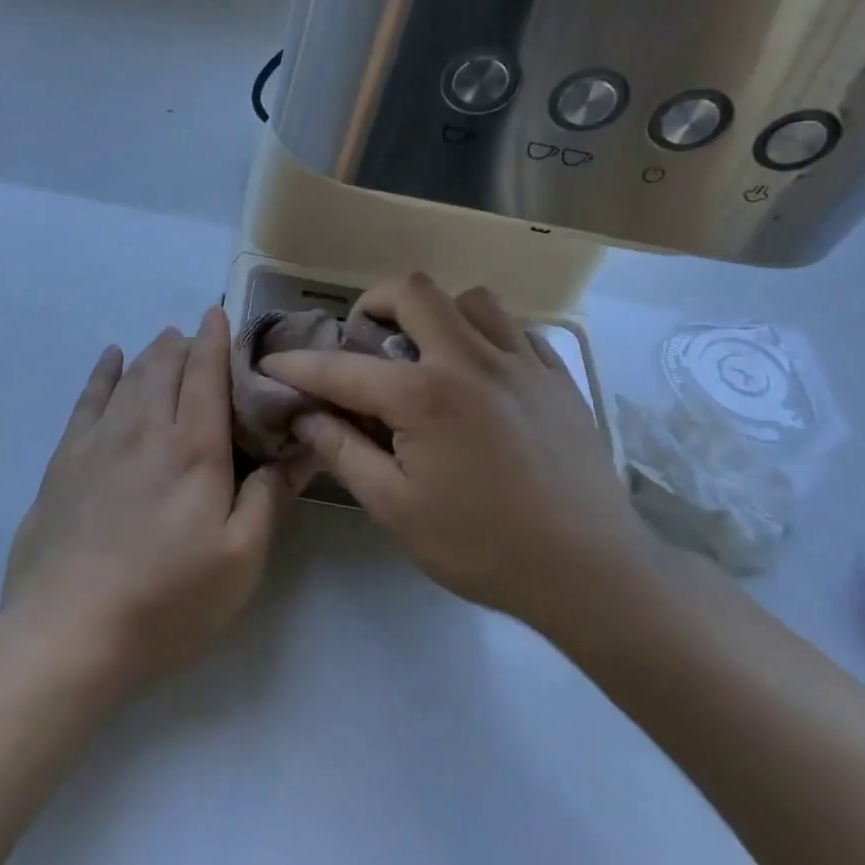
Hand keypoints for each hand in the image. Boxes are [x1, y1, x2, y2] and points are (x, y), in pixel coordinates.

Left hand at [3, 307, 293, 687]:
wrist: (68, 632)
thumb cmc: (167, 599)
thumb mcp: (240, 560)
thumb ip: (270, 498)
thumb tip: (300, 449)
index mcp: (193, 448)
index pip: (206, 375)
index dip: (216, 340)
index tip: (221, 315)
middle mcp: (145, 429)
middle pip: (166, 366)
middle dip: (185, 343)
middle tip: (198, 337)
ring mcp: (99, 442)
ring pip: (129, 377)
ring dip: (151, 352)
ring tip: (165, 340)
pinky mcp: (64, 461)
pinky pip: (87, 399)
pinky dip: (102, 372)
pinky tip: (110, 358)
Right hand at [261, 274, 646, 625]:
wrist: (591, 572)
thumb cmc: (482, 547)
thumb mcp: (395, 508)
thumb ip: (343, 451)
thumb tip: (304, 415)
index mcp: (424, 395)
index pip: (343, 367)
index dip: (299, 364)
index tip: (273, 363)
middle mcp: (471, 359)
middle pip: (414, 292)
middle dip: (374, 304)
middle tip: (363, 338)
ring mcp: (522, 362)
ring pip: (471, 299)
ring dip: (437, 314)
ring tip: (428, 351)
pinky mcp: (558, 376)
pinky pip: (516, 328)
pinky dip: (486, 335)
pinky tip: (480, 372)